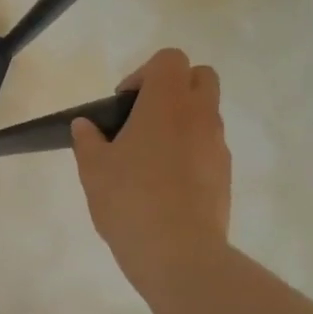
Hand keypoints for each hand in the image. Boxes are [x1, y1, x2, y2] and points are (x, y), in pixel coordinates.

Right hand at [71, 49, 230, 299]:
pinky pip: (210, 147)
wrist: (179, 254)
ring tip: (149, 156)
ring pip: (207, 114)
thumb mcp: (93, 168)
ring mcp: (218, 147)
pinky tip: (165, 183)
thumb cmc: (130, 199)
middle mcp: (199, 116)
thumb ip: (88, 140)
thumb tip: (86, 126)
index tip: (125, 103)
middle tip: (143, 117)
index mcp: (167, 103)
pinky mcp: (226, 176)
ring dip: (182, 121)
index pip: (170, 59)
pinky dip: (191, 151)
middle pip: (200, 77)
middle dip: (174, 87)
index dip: (145, 73)